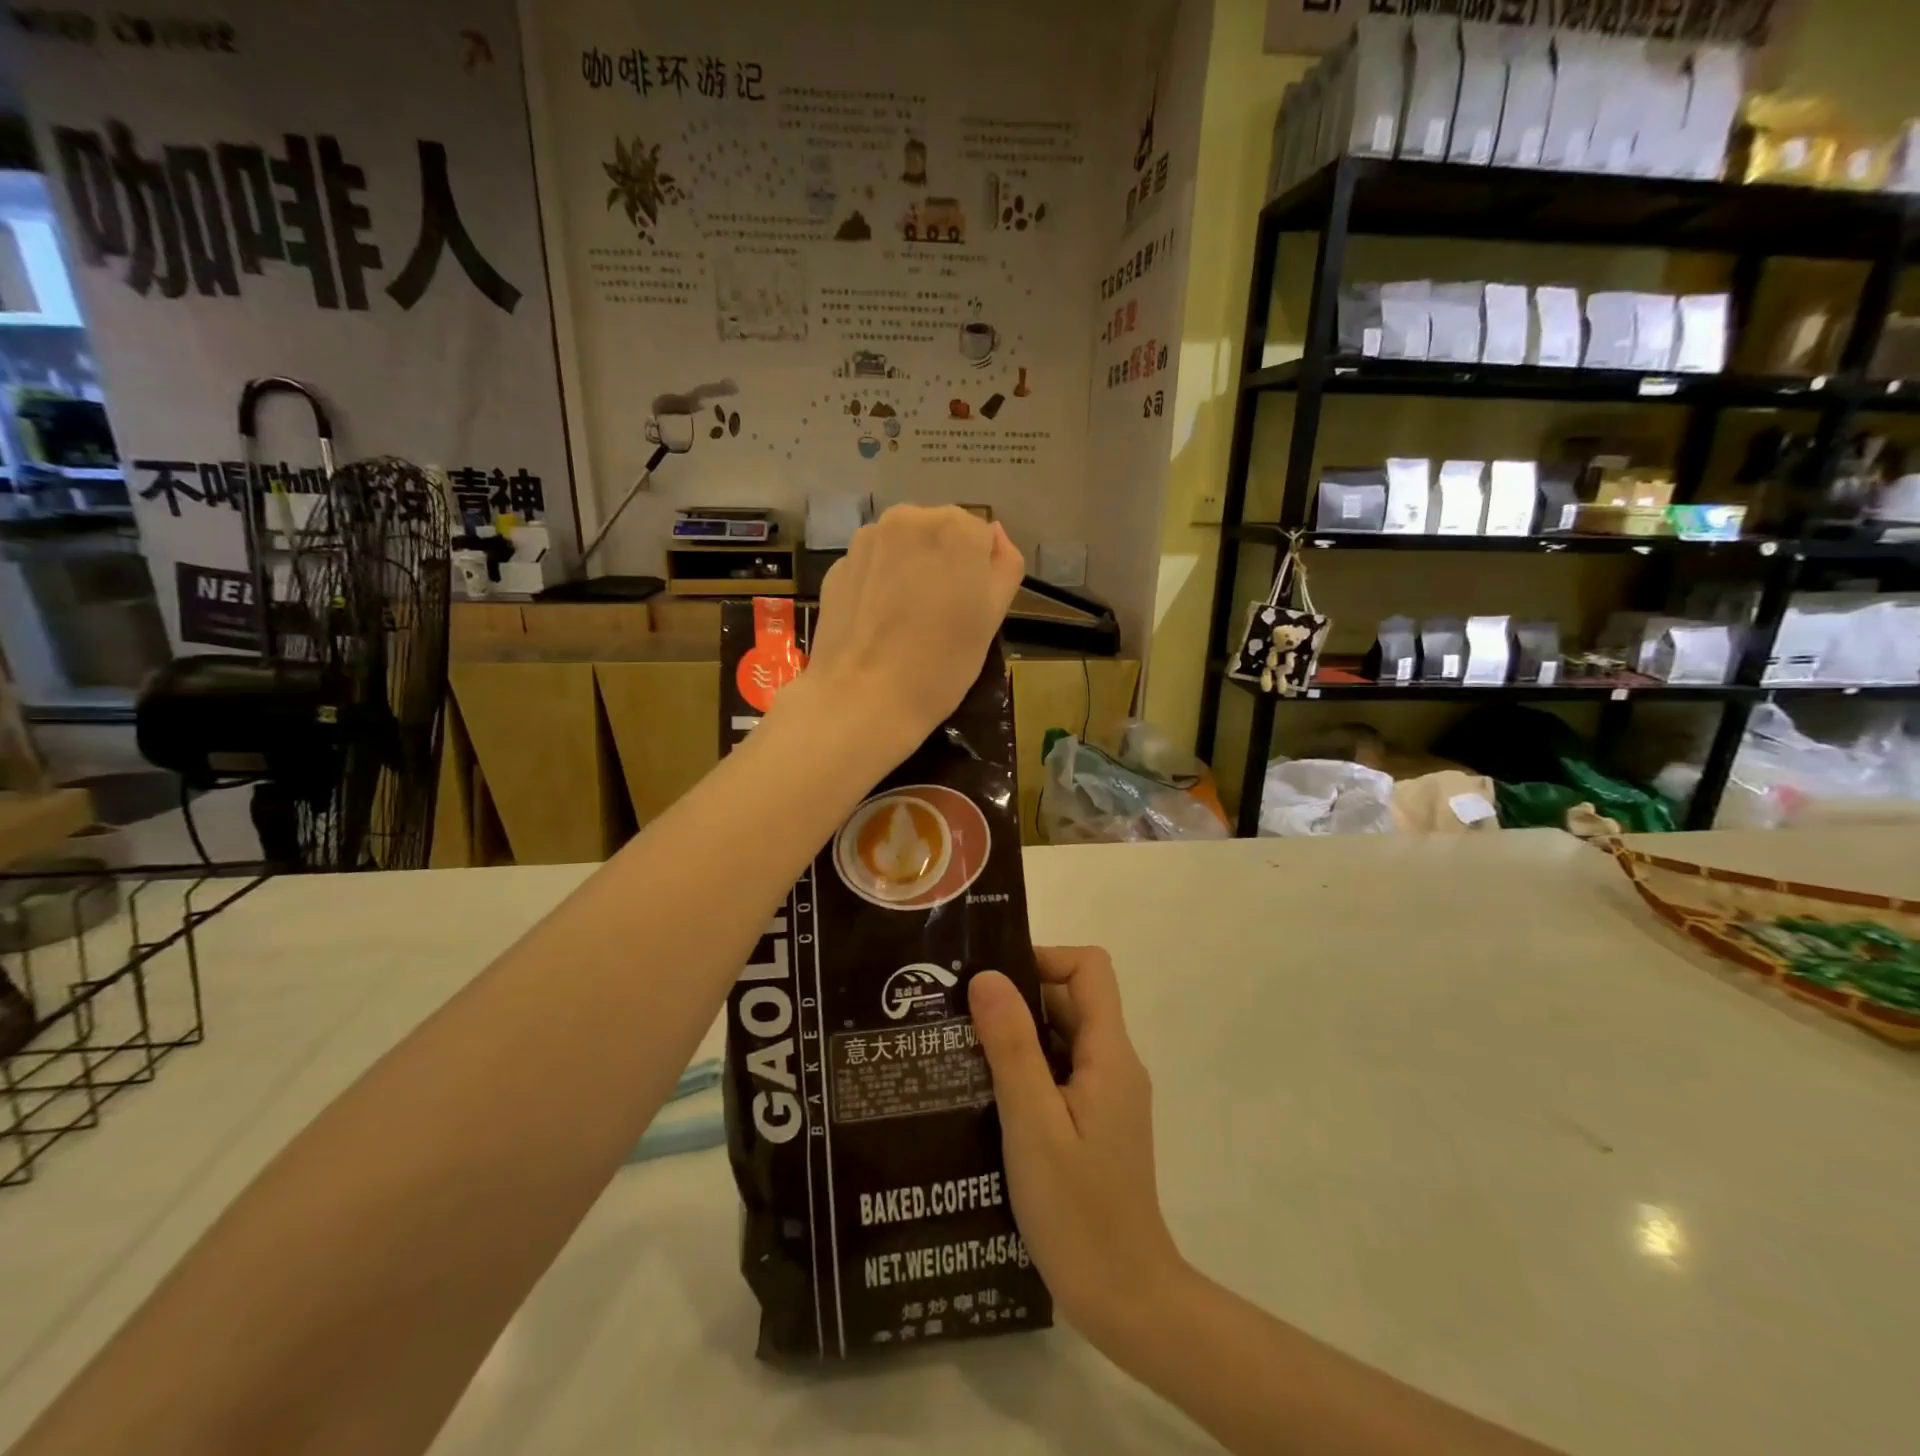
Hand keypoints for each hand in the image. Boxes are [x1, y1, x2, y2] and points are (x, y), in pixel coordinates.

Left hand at [801, 505, 1023, 755]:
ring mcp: (867, 540)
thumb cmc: (942, 664)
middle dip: (943, 564)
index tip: (970, 610)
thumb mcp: (992, 618)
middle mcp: (909, 518)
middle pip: (939, 534)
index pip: (982, 538)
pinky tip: (877, 626)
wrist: (863, 699)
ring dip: (910, 570)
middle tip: (940, 617)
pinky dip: (879, 586)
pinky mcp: (837, 566)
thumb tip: (994, 535)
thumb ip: (1004, 566)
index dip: (979, 575)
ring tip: (905, 623)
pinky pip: (873, 568)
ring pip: (903, 548)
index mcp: (957, 528)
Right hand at [969, 947, 1187, 1355]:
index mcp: (1109, 1054)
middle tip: (958, 1018)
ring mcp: (1105, 1095)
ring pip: (1061, 1038)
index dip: (1043, 960)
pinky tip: (984, 1097)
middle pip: (1070, 1000)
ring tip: (960, 1054)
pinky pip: (1059, 1073)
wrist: (1126, 1300)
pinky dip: (1025, 1071)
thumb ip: (1011, 1047)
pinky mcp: (1093, 1123)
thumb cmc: (1078, 1211)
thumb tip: (988, 976)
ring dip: (1016, 1037)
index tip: (993, 983)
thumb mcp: (1034, 1123)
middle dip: (1016, 999)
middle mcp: (1114, 1064)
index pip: (1088, 969)